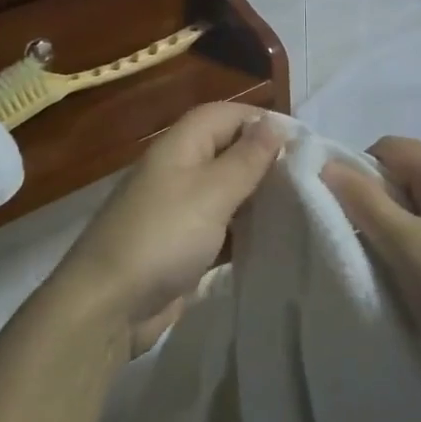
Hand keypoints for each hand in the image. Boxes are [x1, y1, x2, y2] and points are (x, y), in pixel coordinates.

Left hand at [50, 102, 285, 354]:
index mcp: (179, 147)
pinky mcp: (182, 247)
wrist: (109, 306)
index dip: (261, 120)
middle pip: (227, 152)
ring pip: (227, 192)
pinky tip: (275, 241)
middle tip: (311, 179)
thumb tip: (273, 123)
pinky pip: (222, 229)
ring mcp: (178, 211)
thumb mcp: (211, 192)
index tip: (303, 142)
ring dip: (259, 198)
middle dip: (265, 161)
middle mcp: (178, 172)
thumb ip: (246, 159)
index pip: (224, 115)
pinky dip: (246, 231)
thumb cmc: (162, 237)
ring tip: (303, 208)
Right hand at [321, 137, 420, 388]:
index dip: (359, 172)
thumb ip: (365, 201)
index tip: (346, 212)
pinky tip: (401, 277)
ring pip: (411, 207)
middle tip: (360, 241)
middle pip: (401, 175)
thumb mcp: (406, 247)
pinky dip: (406, 247)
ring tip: (379, 263)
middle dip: (372, 202)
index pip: (390, 148)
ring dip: (387, 228)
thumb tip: (327, 164)